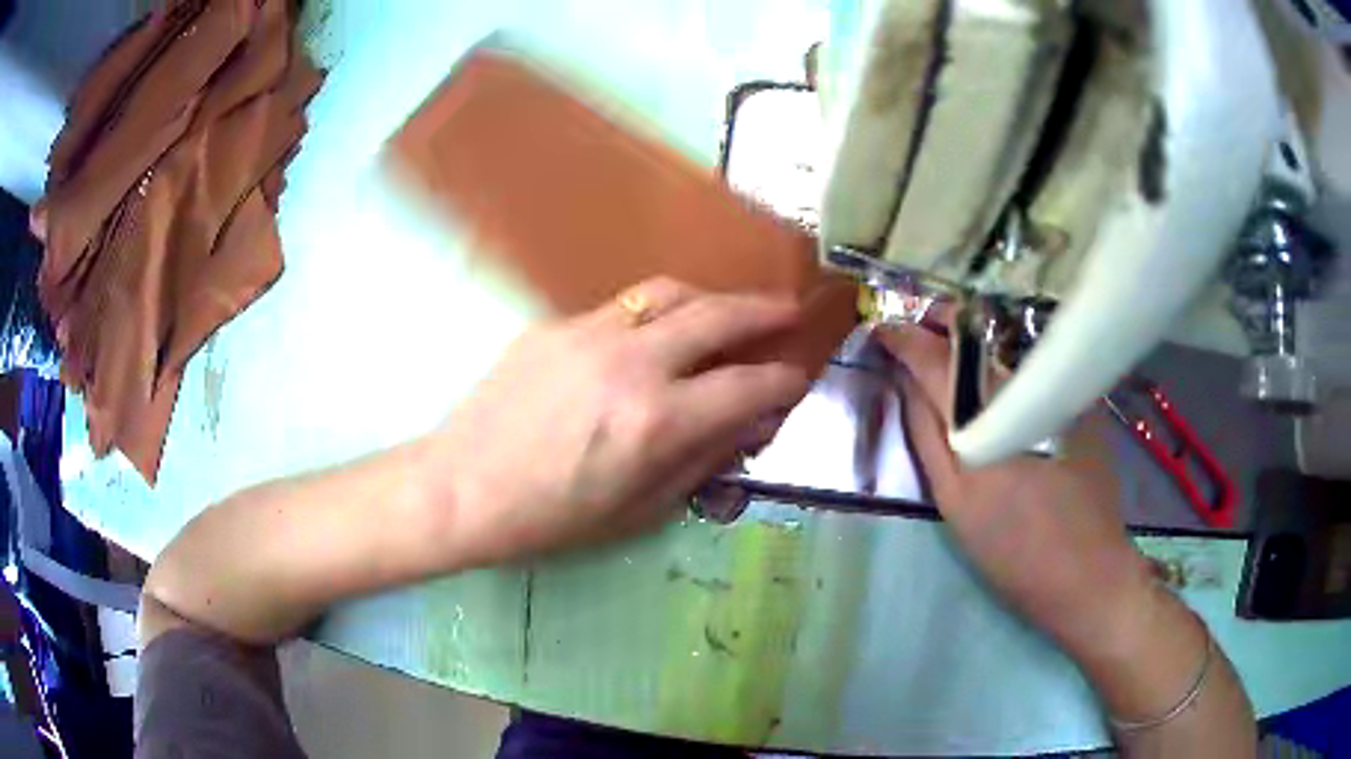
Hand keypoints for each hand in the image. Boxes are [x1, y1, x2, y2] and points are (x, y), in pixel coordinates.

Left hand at [432, 278, 810, 565]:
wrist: (461, 487)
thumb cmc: (550, 518)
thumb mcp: (639, 509)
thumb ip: (702, 460)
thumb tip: (748, 425)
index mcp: (656, 421)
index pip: (746, 387)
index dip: (783, 381)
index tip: (797, 379)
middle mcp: (631, 362)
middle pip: (718, 316)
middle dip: (765, 310)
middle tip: (790, 310)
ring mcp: (589, 333)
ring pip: (669, 292)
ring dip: (710, 297)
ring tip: (728, 310)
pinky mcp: (555, 325)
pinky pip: (621, 307)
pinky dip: (655, 314)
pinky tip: (655, 334)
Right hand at [876, 322, 1156, 658]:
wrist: (1086, 570)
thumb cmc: (1011, 548)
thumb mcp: (954, 501)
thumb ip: (926, 433)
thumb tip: (907, 381)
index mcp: (981, 416)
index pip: (933, 355)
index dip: (903, 337)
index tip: (883, 330)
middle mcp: (1022, 385)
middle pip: (975, 328)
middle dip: (941, 320)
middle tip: (919, 334)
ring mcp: (1056, 386)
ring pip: (1005, 340)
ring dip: (973, 338)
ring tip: (953, 354)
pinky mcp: (1080, 398)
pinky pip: (1033, 361)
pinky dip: (1007, 359)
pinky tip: (1001, 383)